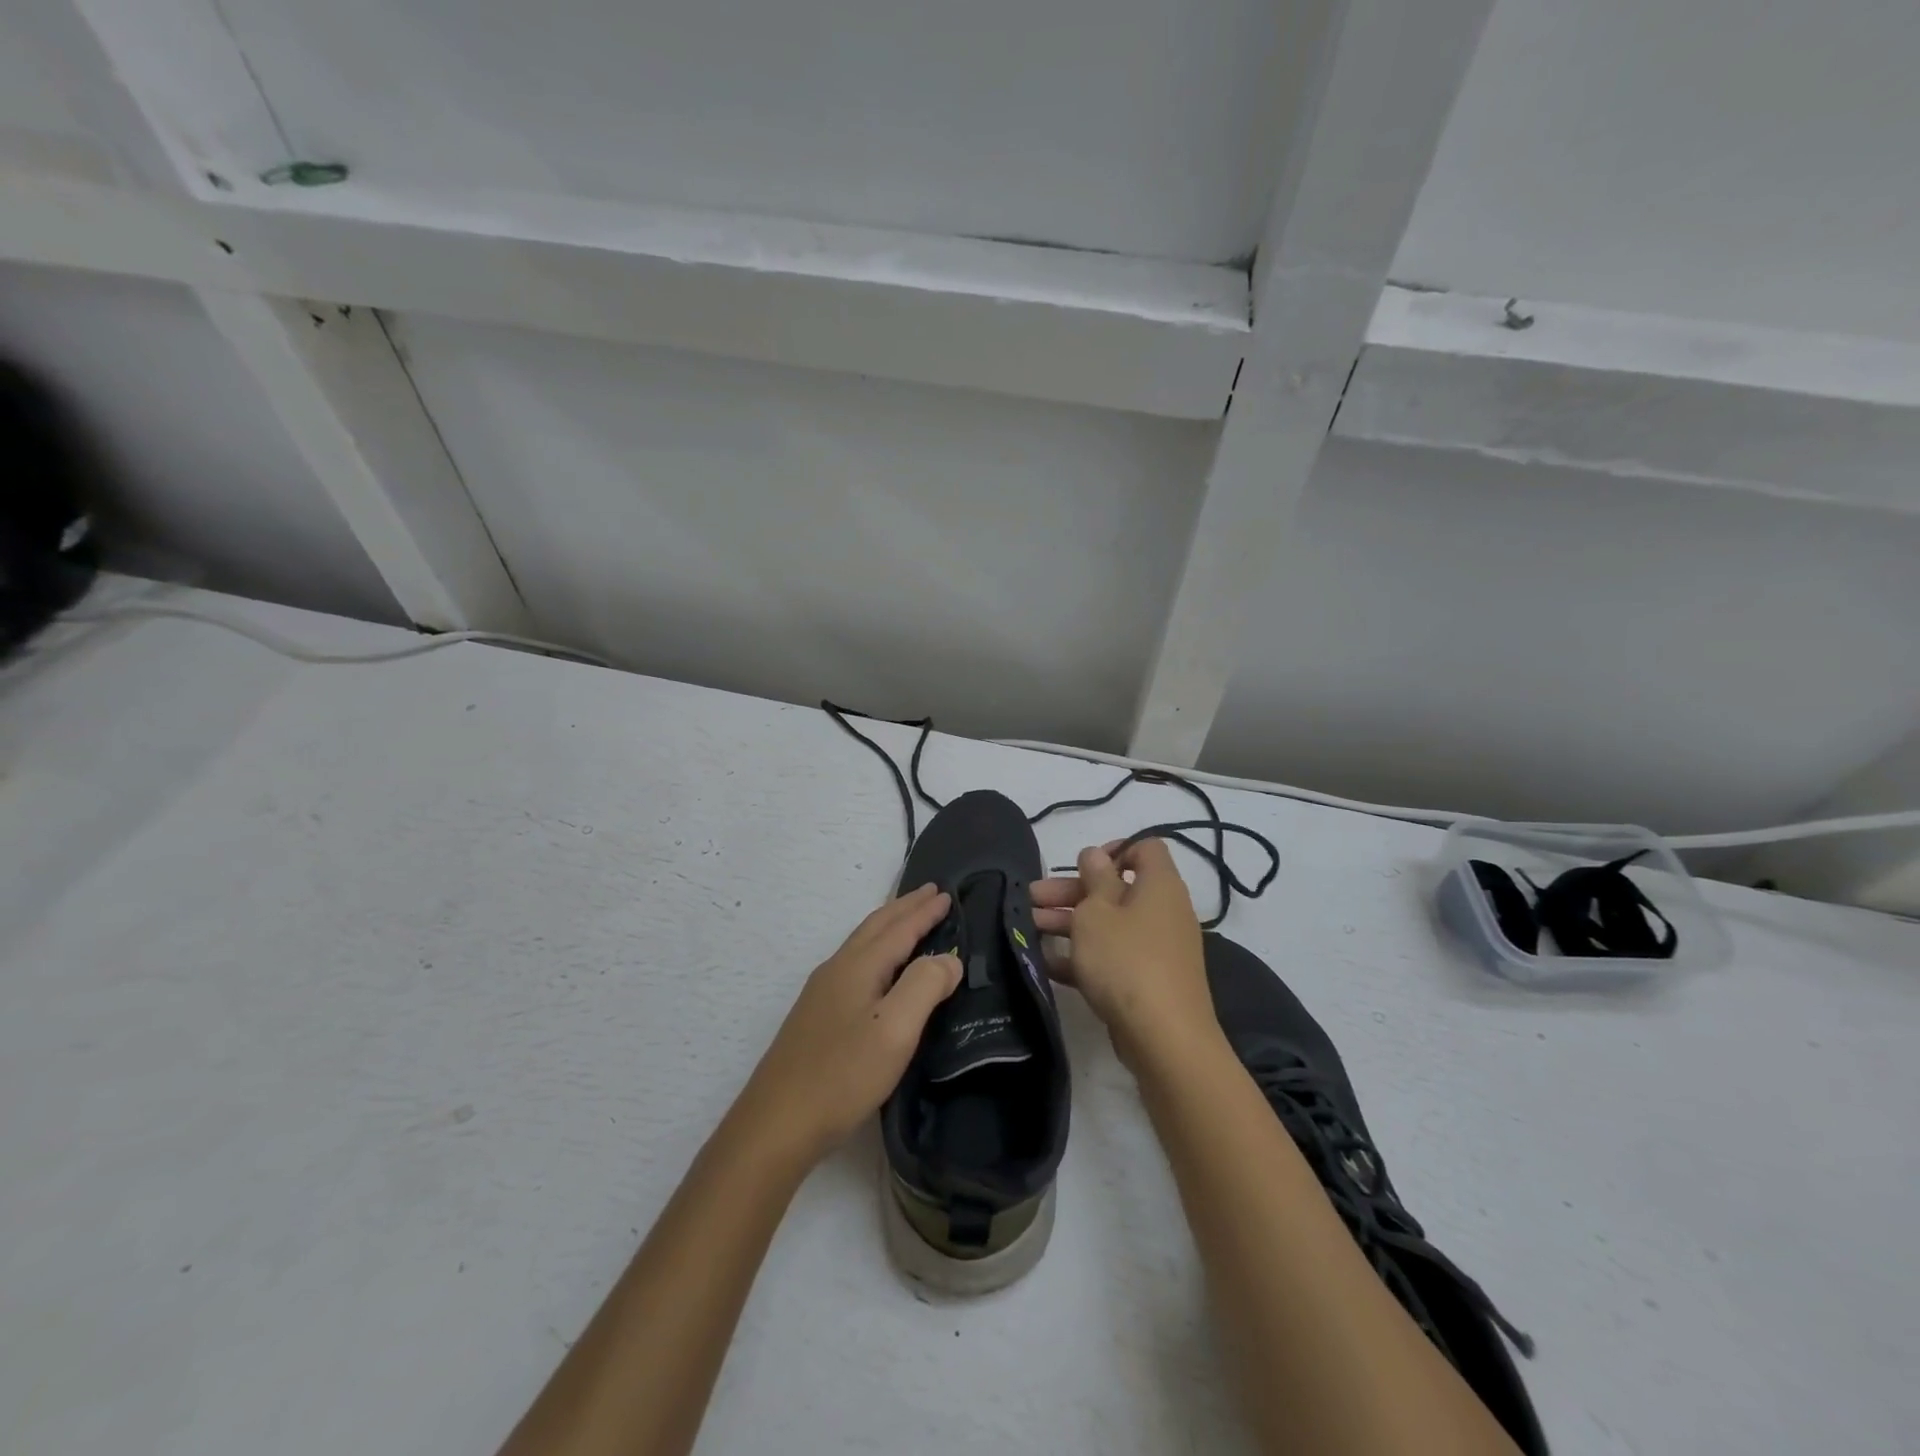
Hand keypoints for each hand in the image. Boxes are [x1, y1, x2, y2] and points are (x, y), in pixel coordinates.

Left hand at [734, 883, 960, 1164]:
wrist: (777, 1124)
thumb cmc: (843, 1074)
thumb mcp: (896, 1029)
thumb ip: (925, 985)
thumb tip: (949, 957)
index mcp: (858, 966)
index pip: (899, 928)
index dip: (925, 911)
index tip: (948, 893)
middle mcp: (837, 969)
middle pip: (876, 926)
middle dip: (905, 908)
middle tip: (932, 893)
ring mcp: (822, 993)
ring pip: (862, 944)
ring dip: (890, 926)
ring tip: (910, 921)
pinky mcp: (816, 1017)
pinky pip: (856, 964)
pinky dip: (877, 951)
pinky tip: (879, 971)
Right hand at [1031, 839, 1214, 1062]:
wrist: (1164, 1038)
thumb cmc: (1126, 960)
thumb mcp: (1097, 911)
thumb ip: (1094, 878)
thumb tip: (1097, 854)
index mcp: (1159, 885)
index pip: (1144, 848)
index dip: (1113, 849)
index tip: (1080, 865)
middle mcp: (1163, 911)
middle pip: (1115, 889)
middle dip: (1071, 891)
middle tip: (1032, 898)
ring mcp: (1157, 948)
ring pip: (1109, 924)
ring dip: (1069, 923)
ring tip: (1029, 927)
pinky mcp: (1147, 981)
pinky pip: (1113, 957)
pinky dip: (1083, 956)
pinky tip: (1047, 963)